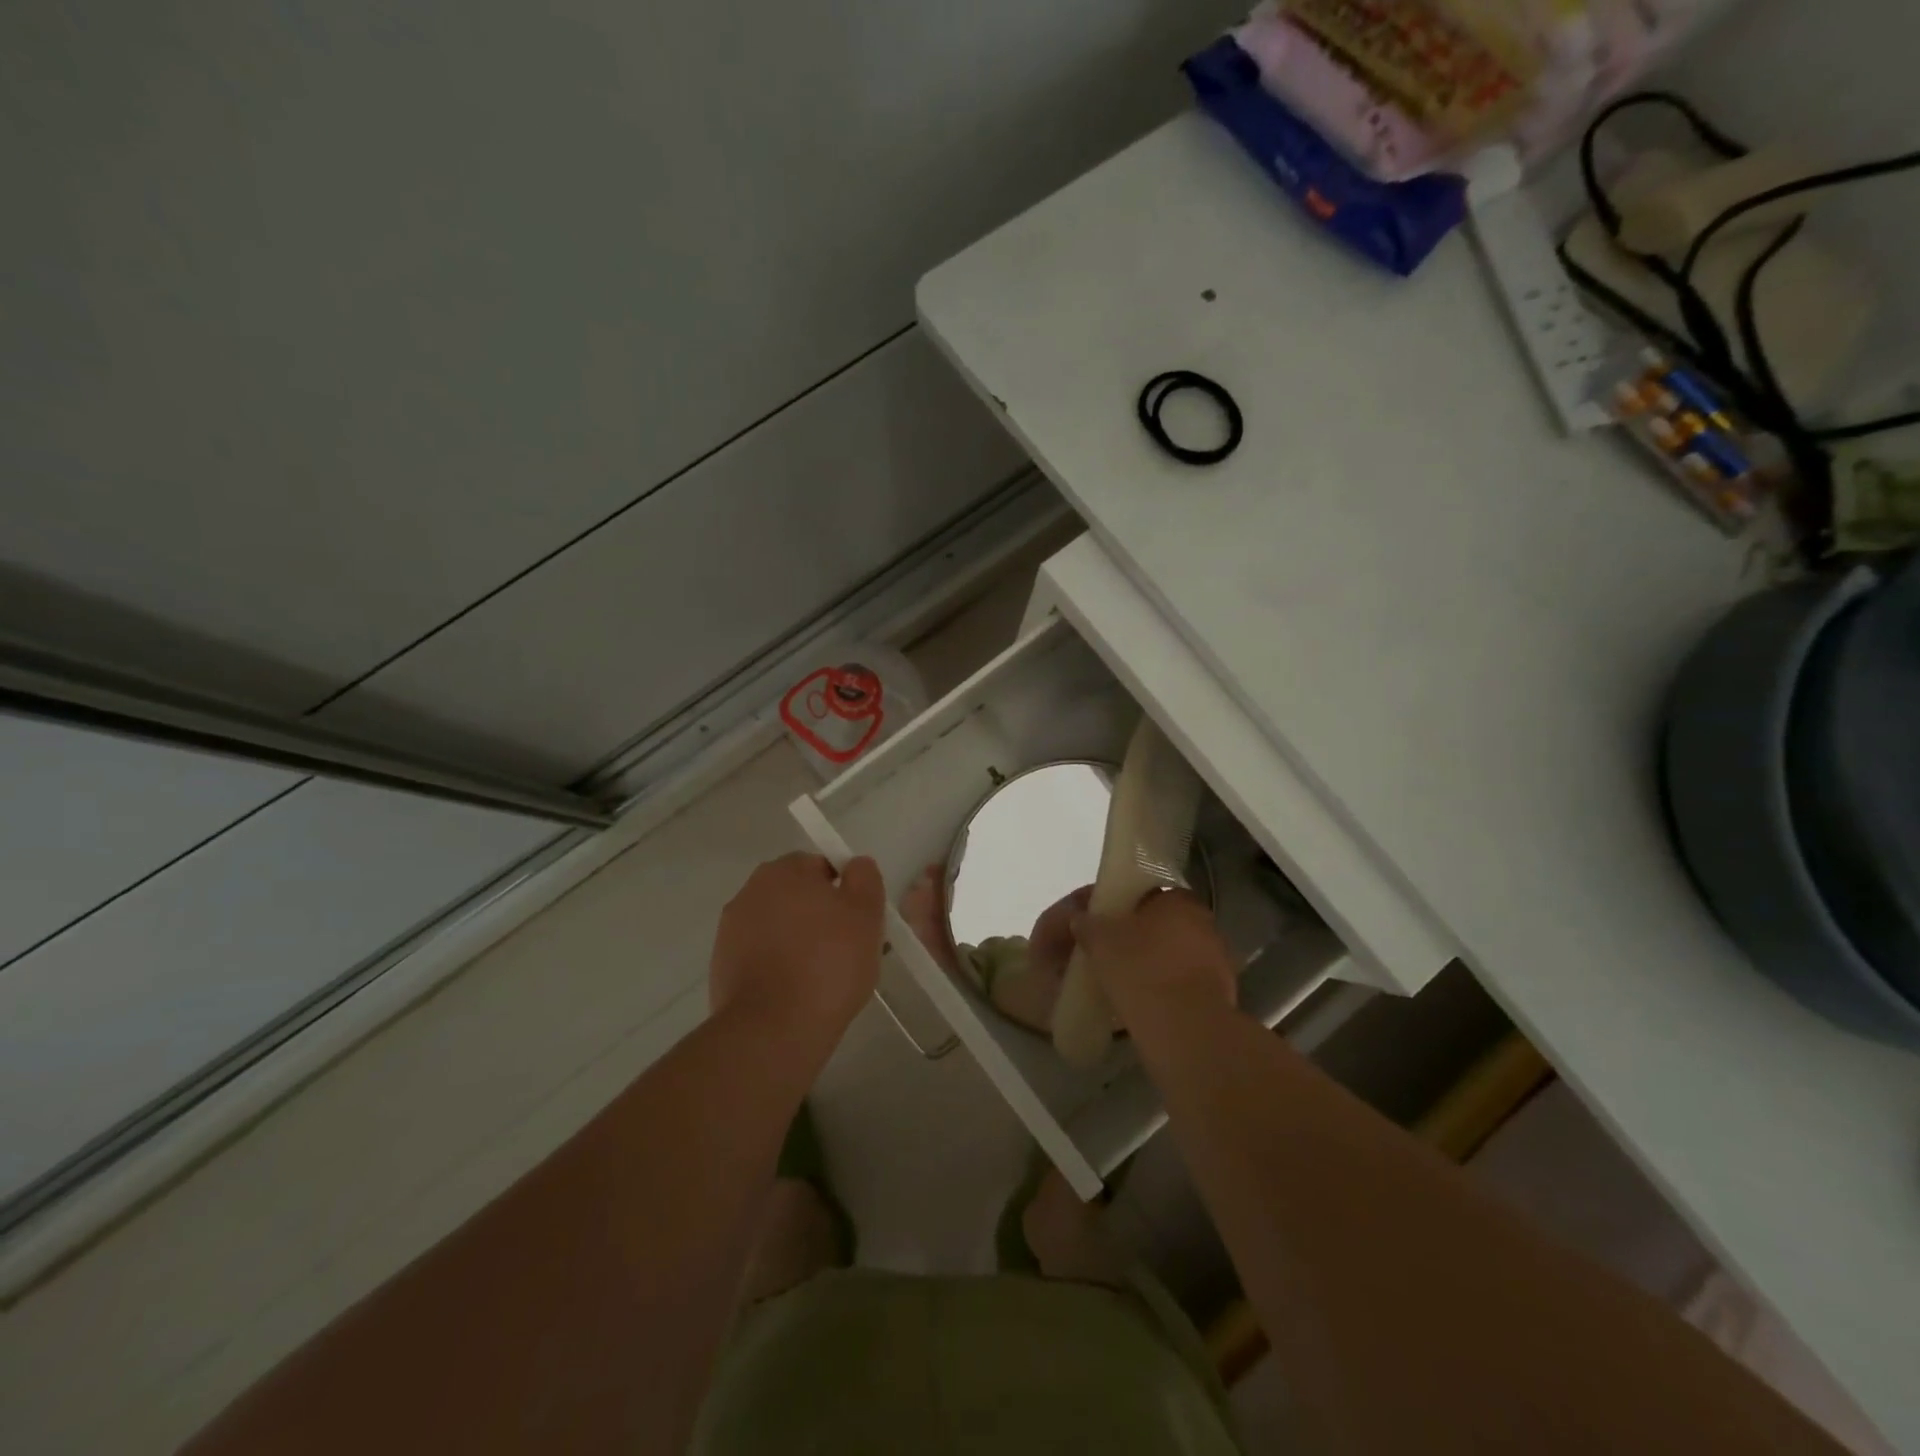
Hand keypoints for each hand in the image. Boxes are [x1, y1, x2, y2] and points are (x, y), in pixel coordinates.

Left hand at [710, 853, 885, 1038]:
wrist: (772, 1030)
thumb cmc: (828, 963)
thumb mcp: (866, 914)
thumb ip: (864, 878)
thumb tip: (855, 865)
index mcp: (784, 871)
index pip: (820, 866)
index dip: (842, 891)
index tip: (856, 922)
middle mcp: (751, 891)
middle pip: (796, 895)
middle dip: (818, 916)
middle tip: (845, 949)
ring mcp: (730, 930)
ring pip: (777, 927)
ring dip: (796, 941)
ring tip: (821, 977)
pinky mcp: (721, 966)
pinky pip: (760, 957)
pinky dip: (777, 967)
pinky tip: (796, 993)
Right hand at [1073, 889, 1236, 1031]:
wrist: (1185, 1028)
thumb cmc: (1141, 969)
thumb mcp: (1101, 941)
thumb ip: (1089, 925)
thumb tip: (1080, 919)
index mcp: (1179, 900)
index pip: (1149, 895)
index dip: (1125, 908)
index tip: (1108, 925)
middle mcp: (1205, 924)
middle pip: (1165, 926)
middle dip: (1142, 938)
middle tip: (1114, 954)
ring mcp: (1218, 961)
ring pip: (1177, 956)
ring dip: (1157, 965)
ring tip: (1127, 982)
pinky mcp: (1221, 995)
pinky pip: (1186, 984)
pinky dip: (1169, 989)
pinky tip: (1147, 1003)